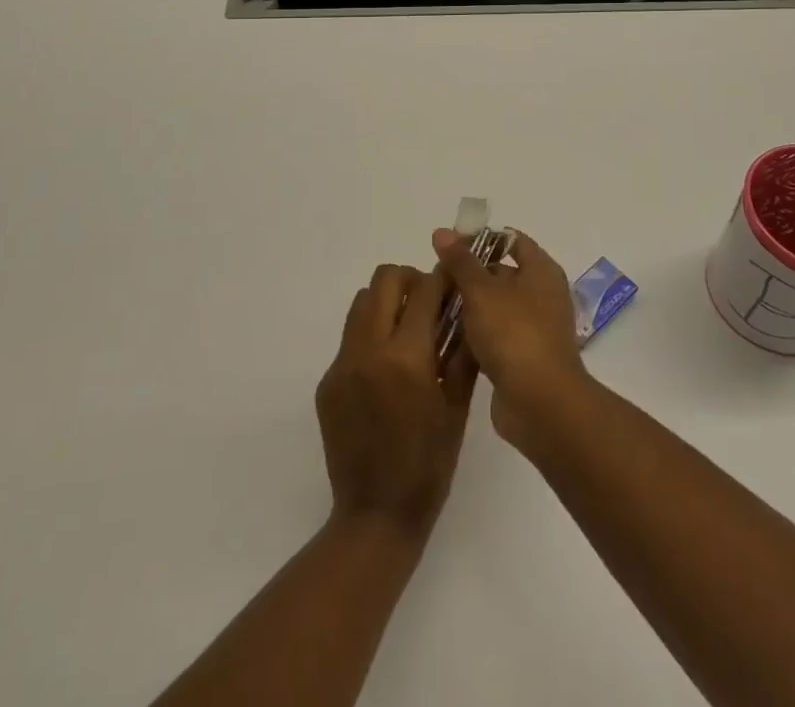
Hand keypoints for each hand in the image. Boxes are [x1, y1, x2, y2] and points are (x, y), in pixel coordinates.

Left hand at [315, 265, 476, 543]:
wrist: (375, 516)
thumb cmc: (429, 467)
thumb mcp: (456, 409)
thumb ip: (461, 353)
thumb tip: (467, 310)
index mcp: (406, 358)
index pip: (424, 290)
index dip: (442, 278)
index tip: (454, 280)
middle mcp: (368, 350)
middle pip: (384, 280)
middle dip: (410, 280)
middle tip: (428, 303)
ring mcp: (342, 364)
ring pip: (361, 303)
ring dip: (386, 303)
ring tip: (406, 332)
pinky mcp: (327, 381)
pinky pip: (350, 339)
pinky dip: (371, 337)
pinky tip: (386, 371)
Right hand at [432, 229, 589, 451]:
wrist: (540, 404)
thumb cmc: (513, 333)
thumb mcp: (481, 290)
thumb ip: (460, 261)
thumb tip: (442, 231)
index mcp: (541, 270)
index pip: (511, 240)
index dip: (481, 239)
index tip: (449, 246)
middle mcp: (542, 294)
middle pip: (500, 273)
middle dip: (468, 275)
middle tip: (435, 280)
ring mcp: (534, 328)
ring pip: (494, 307)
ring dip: (468, 308)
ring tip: (434, 307)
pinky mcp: (523, 358)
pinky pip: (494, 336)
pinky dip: (474, 335)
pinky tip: (445, 337)